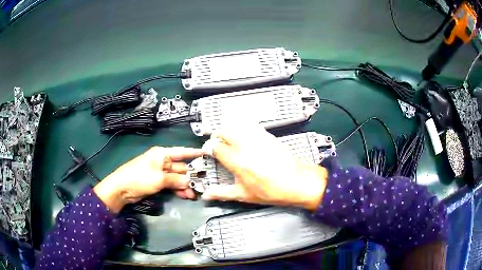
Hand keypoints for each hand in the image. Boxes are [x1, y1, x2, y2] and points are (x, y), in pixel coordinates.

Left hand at [93, 146, 204, 212]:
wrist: (122, 189)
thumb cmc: (139, 177)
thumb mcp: (159, 178)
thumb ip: (176, 180)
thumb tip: (190, 182)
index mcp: (162, 154)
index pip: (182, 152)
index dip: (195, 153)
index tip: (208, 153)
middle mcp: (163, 162)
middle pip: (181, 168)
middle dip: (191, 176)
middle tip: (203, 184)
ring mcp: (160, 173)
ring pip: (177, 178)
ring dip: (185, 186)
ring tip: (194, 194)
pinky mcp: (158, 183)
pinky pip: (172, 185)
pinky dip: (178, 190)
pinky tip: (185, 196)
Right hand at [201, 124, 327, 210]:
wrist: (298, 182)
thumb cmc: (271, 191)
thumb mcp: (244, 195)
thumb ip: (221, 193)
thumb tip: (206, 195)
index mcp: (236, 160)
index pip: (215, 148)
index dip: (209, 149)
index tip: (209, 153)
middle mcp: (245, 145)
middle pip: (224, 131)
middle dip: (217, 136)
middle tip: (218, 145)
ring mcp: (257, 138)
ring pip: (236, 125)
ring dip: (229, 130)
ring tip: (229, 140)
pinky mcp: (267, 135)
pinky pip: (251, 125)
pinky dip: (243, 128)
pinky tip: (245, 137)